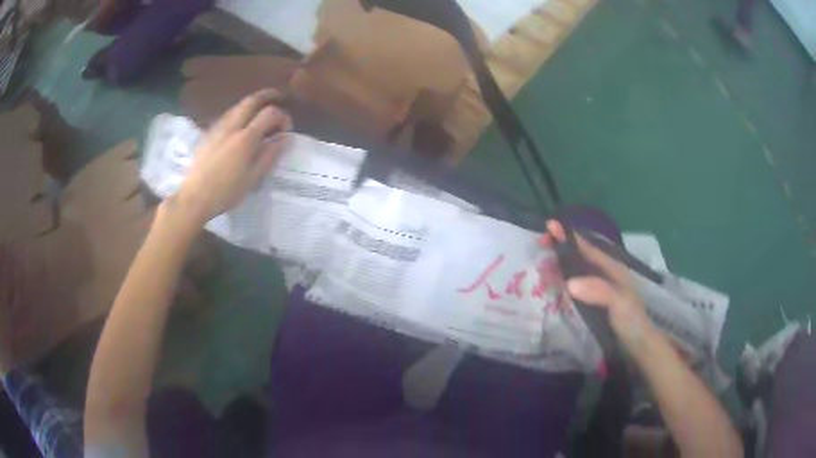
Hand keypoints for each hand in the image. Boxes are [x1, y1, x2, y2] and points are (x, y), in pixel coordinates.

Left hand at [171, 89, 292, 227]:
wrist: (194, 197)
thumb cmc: (226, 192)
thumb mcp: (253, 178)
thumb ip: (270, 155)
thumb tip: (285, 138)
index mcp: (245, 138)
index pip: (269, 113)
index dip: (282, 117)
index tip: (286, 130)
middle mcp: (232, 126)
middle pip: (251, 100)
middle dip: (268, 96)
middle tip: (279, 98)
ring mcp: (218, 128)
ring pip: (238, 106)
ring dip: (252, 104)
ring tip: (260, 113)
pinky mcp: (208, 133)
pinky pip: (227, 115)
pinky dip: (240, 113)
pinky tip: (241, 126)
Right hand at [542, 220, 653, 350]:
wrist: (639, 346)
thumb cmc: (632, 322)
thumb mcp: (619, 304)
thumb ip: (599, 291)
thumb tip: (569, 283)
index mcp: (612, 269)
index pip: (588, 249)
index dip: (570, 237)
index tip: (550, 225)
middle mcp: (605, 275)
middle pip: (581, 257)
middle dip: (561, 248)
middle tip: (540, 245)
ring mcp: (600, 290)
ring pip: (577, 271)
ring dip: (560, 265)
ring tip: (541, 263)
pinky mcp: (595, 304)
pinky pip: (576, 288)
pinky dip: (563, 283)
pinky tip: (553, 287)